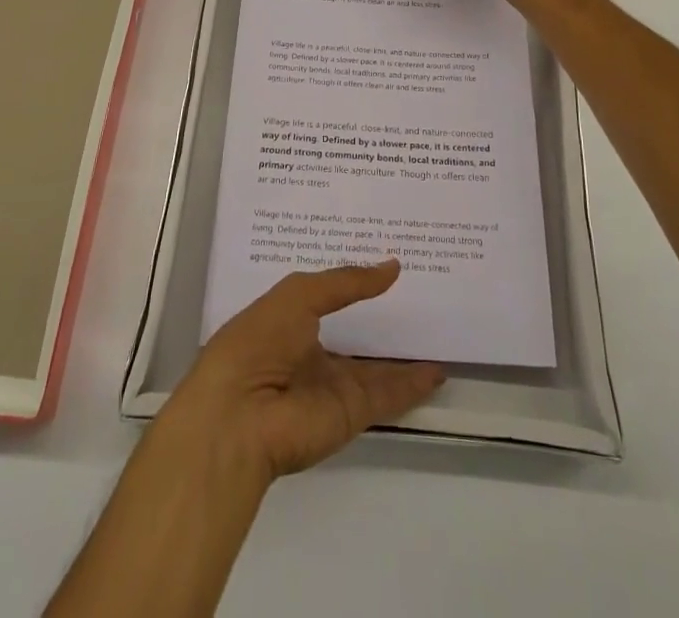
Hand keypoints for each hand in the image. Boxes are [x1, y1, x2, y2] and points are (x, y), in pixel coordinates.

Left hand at [160, 261, 444, 482]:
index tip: (382, 261)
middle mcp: (311, 352)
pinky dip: (413, 385)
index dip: (352, 281)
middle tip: (421, 291)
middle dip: (381, 316)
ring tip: (438, 330)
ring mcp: (331, 385)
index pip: (327, 297)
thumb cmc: (259, 341)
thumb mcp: (299, 295)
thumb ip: (347, 282)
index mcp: (289, 321)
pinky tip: (438, 370)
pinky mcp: (351, 413)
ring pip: (376, 367)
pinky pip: (388, 395)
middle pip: (354, 332)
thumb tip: (392, 267)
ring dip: (404, 354)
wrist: (240, 417)